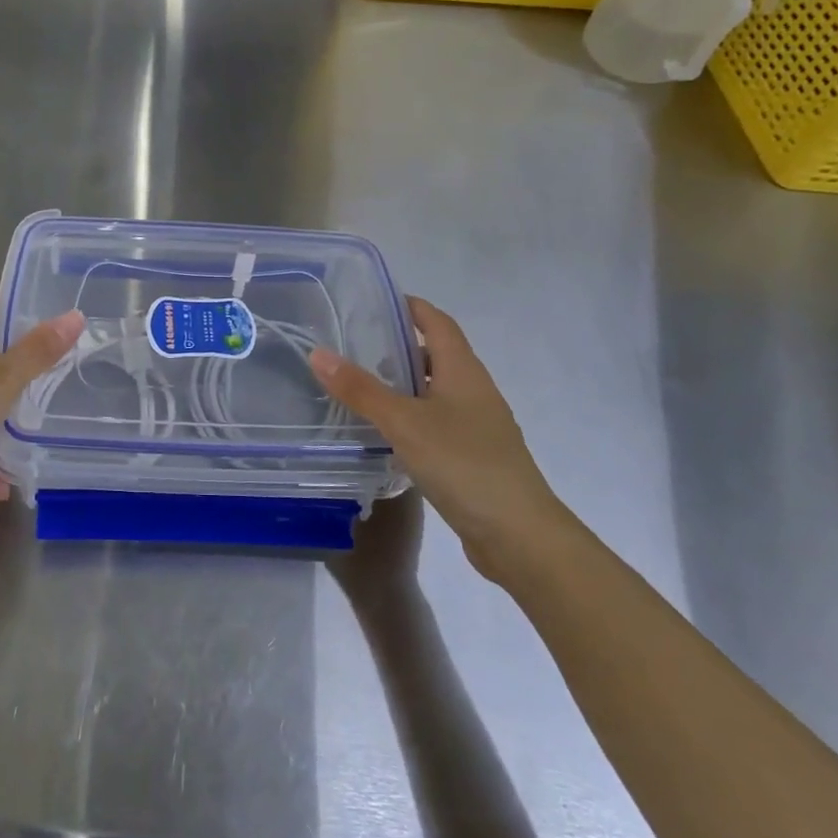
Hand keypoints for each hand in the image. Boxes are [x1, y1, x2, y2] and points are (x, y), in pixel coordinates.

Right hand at [310, 296, 565, 578]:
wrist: (519, 535)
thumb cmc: (463, 464)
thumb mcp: (404, 422)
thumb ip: (361, 390)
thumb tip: (318, 353)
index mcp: (464, 371)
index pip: (438, 323)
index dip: (412, 307)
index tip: (377, 301)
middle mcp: (475, 391)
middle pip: (438, 355)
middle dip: (401, 346)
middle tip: (356, 345)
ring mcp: (478, 426)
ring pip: (437, 392)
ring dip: (405, 384)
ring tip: (363, 386)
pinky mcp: (474, 457)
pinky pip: (438, 423)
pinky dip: (412, 417)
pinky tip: (387, 434)